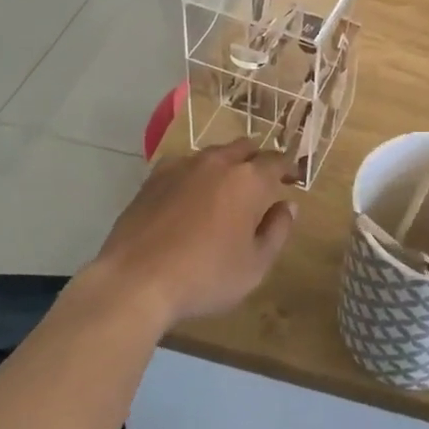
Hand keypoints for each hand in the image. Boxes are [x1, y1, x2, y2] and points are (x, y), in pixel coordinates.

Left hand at [91, 139, 295, 329]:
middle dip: (257, 160)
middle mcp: (218, 162)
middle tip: (261, 182)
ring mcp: (183, 166)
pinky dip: (194, 174)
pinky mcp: (154, 177)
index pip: (277, 161)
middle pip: (245, 147)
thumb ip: (277, 231)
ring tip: (225, 189)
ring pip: (214, 153)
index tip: (293, 179)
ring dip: (226, 165)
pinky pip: (183, 165)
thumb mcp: (255, 266)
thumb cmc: (205, 276)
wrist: (136, 281)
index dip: (289, 168)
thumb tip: (288, 206)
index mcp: (248, 180)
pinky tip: (189, 194)